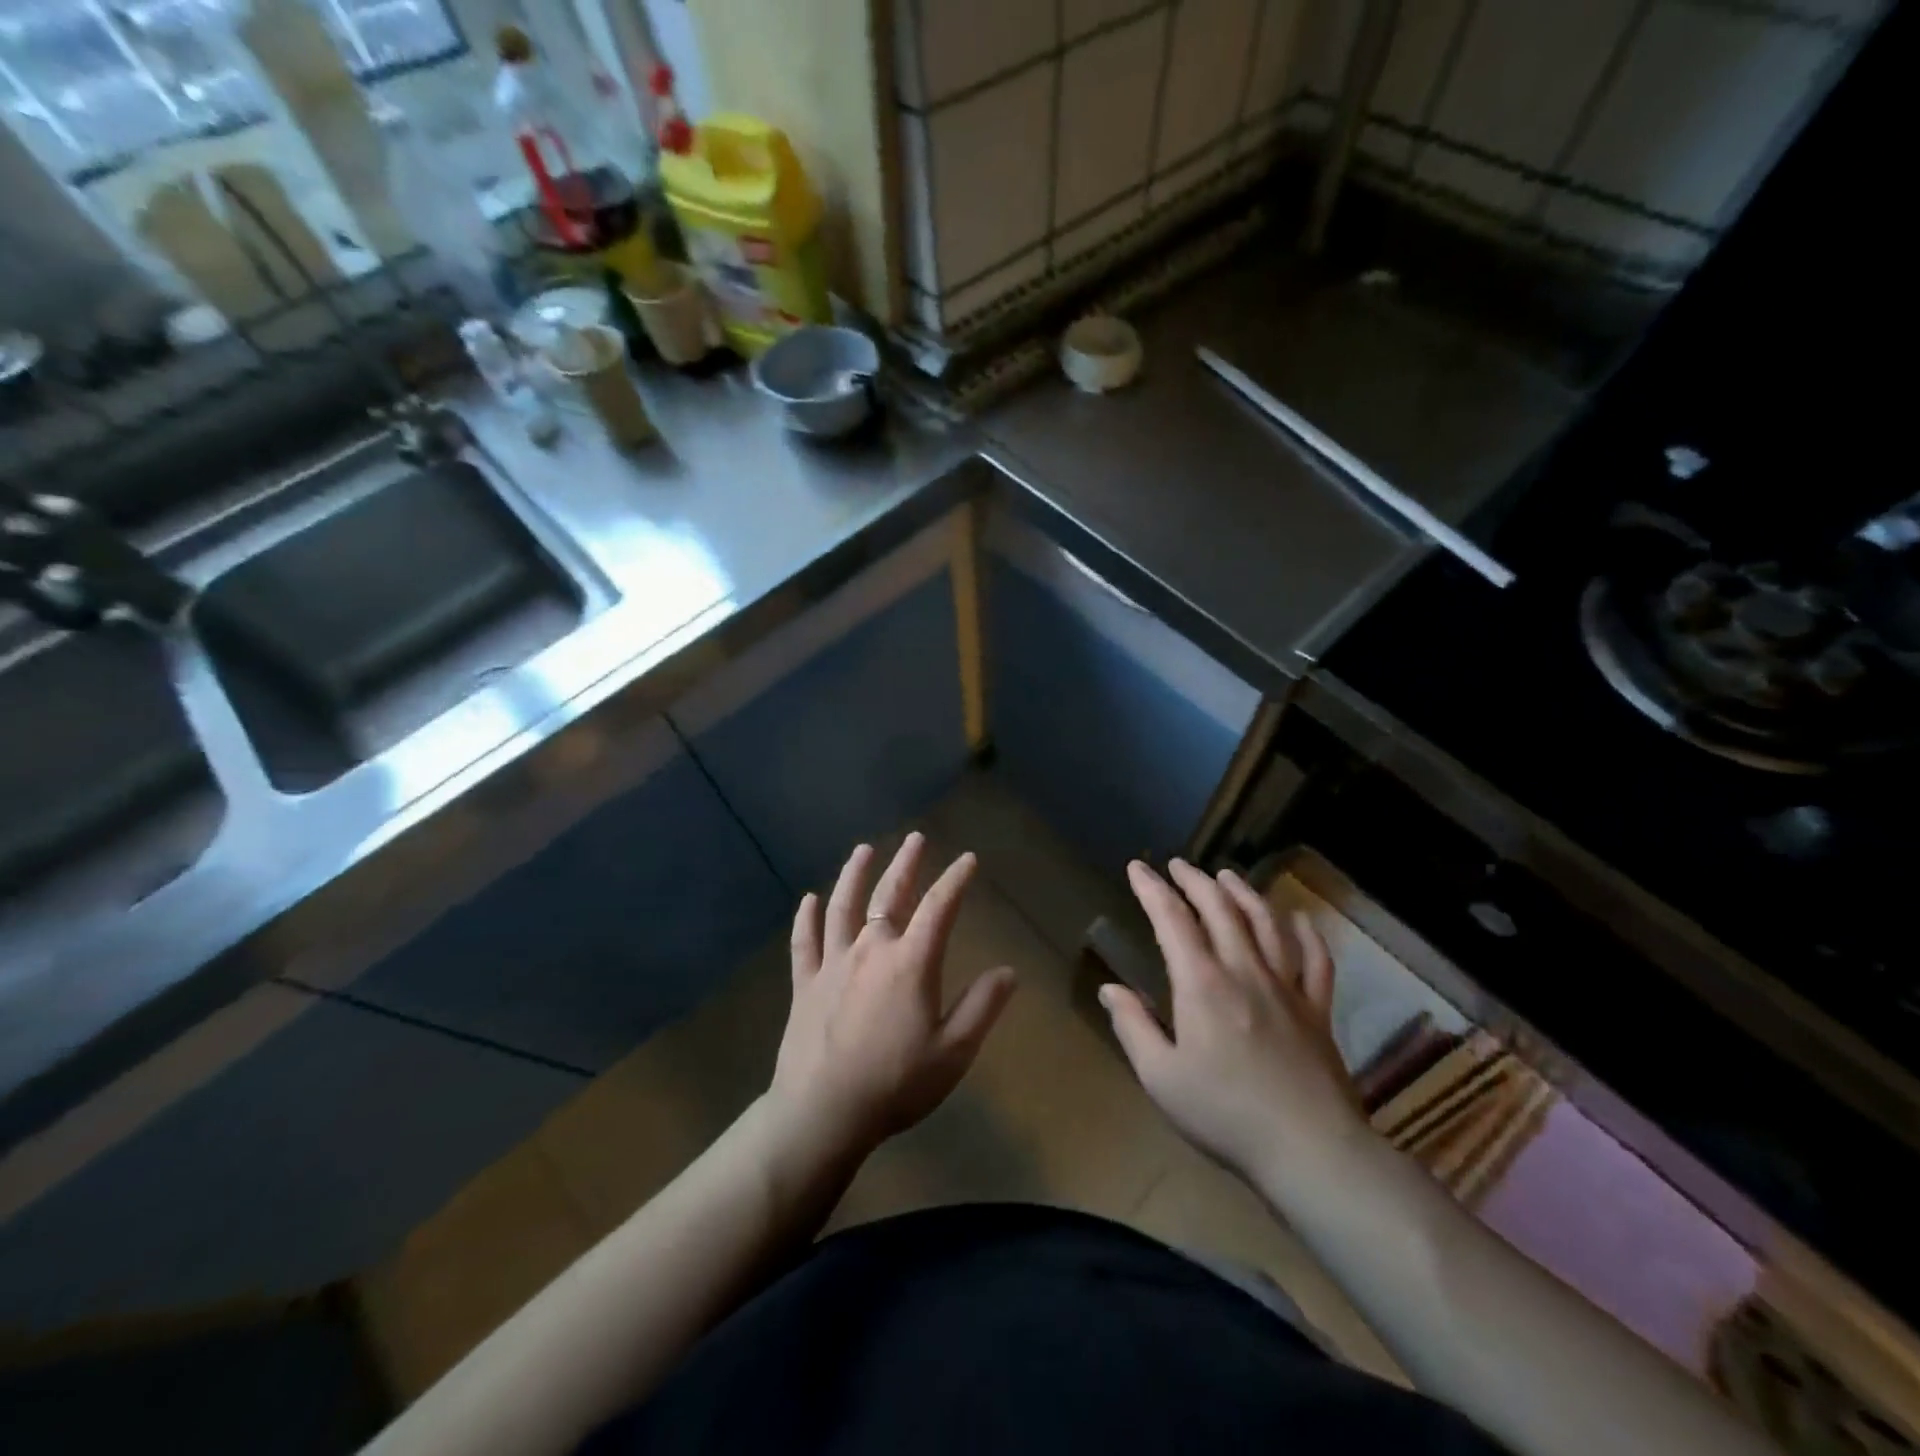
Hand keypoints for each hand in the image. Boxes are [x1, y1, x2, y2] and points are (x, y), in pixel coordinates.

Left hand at [770, 834, 1015, 1161]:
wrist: (822, 1112)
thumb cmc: (895, 1083)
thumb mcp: (954, 1052)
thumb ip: (982, 1007)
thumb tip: (1008, 971)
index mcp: (911, 962)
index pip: (939, 907)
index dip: (955, 880)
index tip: (968, 859)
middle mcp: (871, 949)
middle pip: (889, 895)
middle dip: (906, 863)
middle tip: (915, 838)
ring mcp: (833, 963)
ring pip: (842, 906)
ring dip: (854, 874)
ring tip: (863, 851)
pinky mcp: (805, 983)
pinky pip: (804, 942)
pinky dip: (806, 918)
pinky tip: (808, 900)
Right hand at [1101, 859, 1366, 1186]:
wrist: (1311, 1150)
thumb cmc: (1225, 1115)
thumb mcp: (1161, 1077)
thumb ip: (1133, 1027)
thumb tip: (1110, 989)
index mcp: (1202, 984)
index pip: (1173, 920)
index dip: (1152, 889)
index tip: (1137, 868)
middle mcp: (1244, 971)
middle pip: (1220, 910)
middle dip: (1195, 881)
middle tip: (1178, 865)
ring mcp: (1287, 987)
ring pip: (1266, 924)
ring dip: (1244, 893)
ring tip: (1227, 876)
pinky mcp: (1317, 1010)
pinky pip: (1316, 960)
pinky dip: (1306, 933)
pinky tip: (1297, 920)